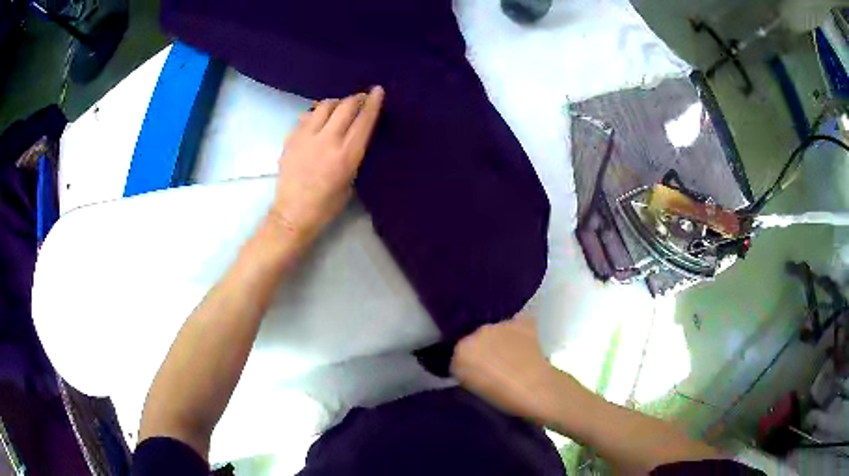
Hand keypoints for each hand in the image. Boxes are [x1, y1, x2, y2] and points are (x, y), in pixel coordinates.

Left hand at [268, 86, 384, 246]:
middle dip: (356, 99)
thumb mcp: (350, 180)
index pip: (364, 121)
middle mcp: (327, 141)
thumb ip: (352, 152)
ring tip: (339, 108)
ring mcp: (306, 137)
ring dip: (336, 103)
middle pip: (345, 107)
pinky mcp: (291, 139)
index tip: (378, 90)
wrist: (293, 213)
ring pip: (324, 106)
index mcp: (346, 155)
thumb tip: (355, 132)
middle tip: (361, 99)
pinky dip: (316, 113)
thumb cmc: (326, 205)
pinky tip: (318, 120)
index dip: (373, 103)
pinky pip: (306, 116)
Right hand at [451, 316, 558, 423]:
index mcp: (461, 353)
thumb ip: (467, 375)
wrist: (538, 389)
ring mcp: (501, 325)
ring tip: (513, 358)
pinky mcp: (521, 322)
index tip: (478, 375)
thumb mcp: (475, 391)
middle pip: (476, 340)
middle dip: (483, 350)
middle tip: (496, 366)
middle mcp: (477, 333)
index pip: (458, 355)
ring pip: (496, 332)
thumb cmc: (505, 398)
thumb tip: (473, 369)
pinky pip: (515, 327)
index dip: (468, 365)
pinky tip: (526, 348)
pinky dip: (518, 336)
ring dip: (500, 341)